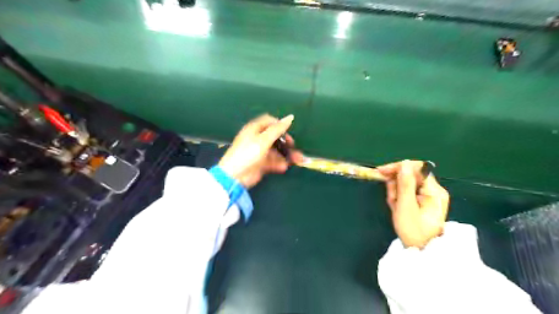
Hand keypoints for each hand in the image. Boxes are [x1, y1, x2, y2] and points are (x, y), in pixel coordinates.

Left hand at [218, 115, 303, 188]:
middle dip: (286, 142)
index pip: (270, 122)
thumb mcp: (263, 140)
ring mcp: (260, 152)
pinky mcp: (262, 163)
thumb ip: (277, 129)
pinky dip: (280, 163)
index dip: (280, 125)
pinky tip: (284, 167)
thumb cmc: (248, 154)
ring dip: (287, 155)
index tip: (288, 132)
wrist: (235, 176)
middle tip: (293, 147)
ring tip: (297, 160)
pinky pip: (274, 161)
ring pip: (277, 150)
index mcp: (255, 129)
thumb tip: (290, 116)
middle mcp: (257, 139)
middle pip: (275, 137)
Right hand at [375, 160, 447, 248]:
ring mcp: (430, 196)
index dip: (398, 167)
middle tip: (392, 200)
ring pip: (406, 184)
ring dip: (396, 193)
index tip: (381, 172)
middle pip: (410, 176)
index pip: (416, 168)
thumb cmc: (414, 231)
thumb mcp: (406, 207)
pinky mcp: (424, 201)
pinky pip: (408, 192)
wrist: (422, 252)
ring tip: (395, 207)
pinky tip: (397, 207)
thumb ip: (404, 184)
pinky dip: (399, 198)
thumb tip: (404, 163)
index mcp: (434, 191)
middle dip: (396, 185)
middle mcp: (434, 190)